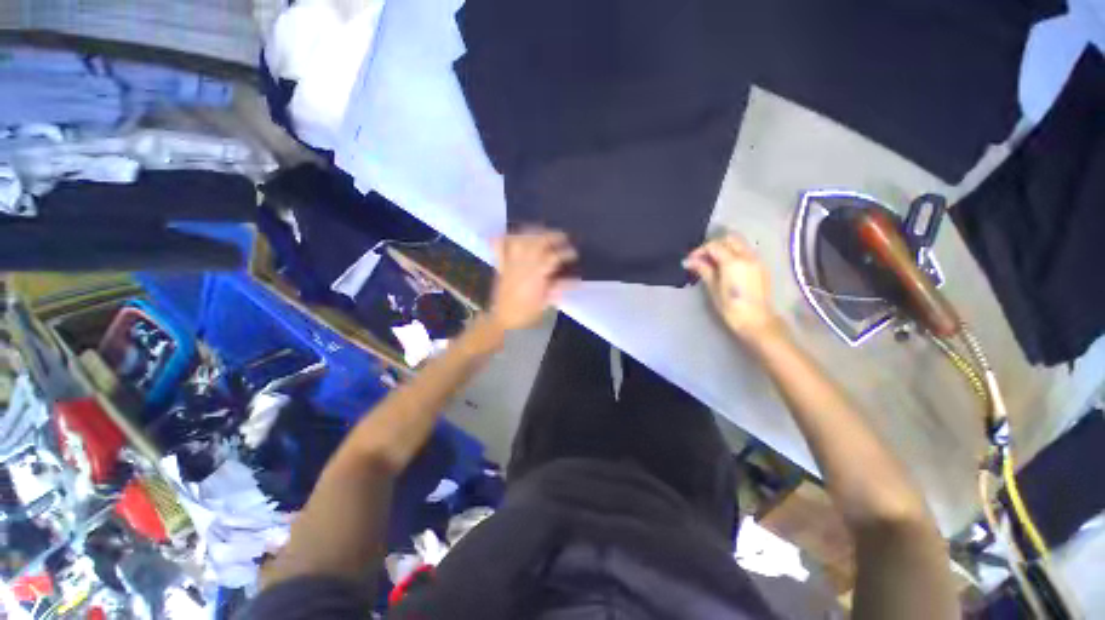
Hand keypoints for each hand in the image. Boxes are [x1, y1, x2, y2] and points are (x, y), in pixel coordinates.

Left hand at [489, 229, 577, 331]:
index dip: (565, 253)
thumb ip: (558, 289)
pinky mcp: (501, 266)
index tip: (574, 253)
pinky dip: (503, 238)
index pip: (553, 258)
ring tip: (541, 231)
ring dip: (532, 233)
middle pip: (536, 243)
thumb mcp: (545, 303)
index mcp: (535, 277)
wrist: (502, 320)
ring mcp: (510, 264)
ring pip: (519, 241)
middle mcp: (522, 266)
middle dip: (551, 236)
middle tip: (562, 236)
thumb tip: (576, 280)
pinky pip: (499, 248)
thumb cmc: (526, 314)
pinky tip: (510, 234)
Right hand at [684, 234, 784, 343]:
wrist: (757, 321)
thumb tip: (688, 261)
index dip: (700, 251)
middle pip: (729, 239)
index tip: (690, 261)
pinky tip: (726, 267)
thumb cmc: (731, 307)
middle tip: (702, 258)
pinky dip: (734, 253)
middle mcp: (747, 256)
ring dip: (725, 248)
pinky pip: (746, 252)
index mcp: (733, 261)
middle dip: (714, 245)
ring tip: (712, 262)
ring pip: (740, 244)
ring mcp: (757, 260)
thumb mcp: (713, 288)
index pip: (714, 246)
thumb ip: (703, 270)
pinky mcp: (761, 267)